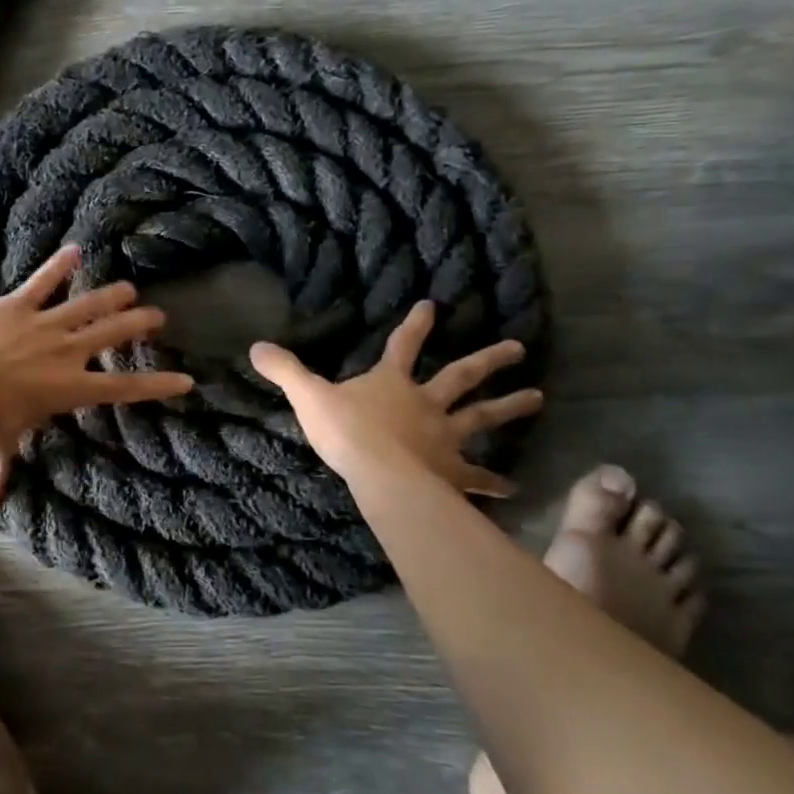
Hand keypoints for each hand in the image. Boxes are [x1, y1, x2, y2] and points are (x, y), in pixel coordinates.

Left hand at [0, 244, 194, 509]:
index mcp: (70, 388)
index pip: (124, 389)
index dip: (157, 385)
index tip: (185, 379)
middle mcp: (66, 352)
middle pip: (112, 334)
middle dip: (138, 324)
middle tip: (158, 316)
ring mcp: (44, 324)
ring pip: (87, 305)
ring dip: (111, 295)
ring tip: (129, 287)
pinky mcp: (18, 304)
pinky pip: (42, 282)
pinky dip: (58, 266)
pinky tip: (75, 249)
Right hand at [249, 301, 541, 495]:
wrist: (378, 473)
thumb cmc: (345, 431)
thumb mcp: (308, 397)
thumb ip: (285, 371)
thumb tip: (255, 346)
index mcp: (392, 383)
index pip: (403, 345)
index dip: (417, 324)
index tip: (434, 305)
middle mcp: (426, 403)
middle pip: (460, 377)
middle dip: (488, 361)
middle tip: (517, 349)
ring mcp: (443, 437)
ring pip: (481, 418)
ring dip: (510, 408)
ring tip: (539, 399)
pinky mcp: (451, 471)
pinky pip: (476, 476)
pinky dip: (494, 482)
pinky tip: (513, 489)